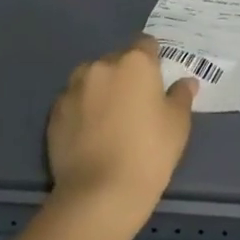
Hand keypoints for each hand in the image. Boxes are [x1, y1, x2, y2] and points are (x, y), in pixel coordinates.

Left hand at [46, 36, 195, 227]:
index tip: (157, 81)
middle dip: (125, 75)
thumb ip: (181, 96)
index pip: (146, 45)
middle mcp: (101, 66)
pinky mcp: (54, 114)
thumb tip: (185, 82)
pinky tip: (90, 134)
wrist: (99, 194)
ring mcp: (73, 89)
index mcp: (135, 62)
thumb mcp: (178, 123)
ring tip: (109, 119)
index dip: (153, 61)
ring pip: (91, 79)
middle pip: (117, 61)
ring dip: (100, 90)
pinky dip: (82, 110)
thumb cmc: (149, 151)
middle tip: (136, 104)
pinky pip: (73, 102)